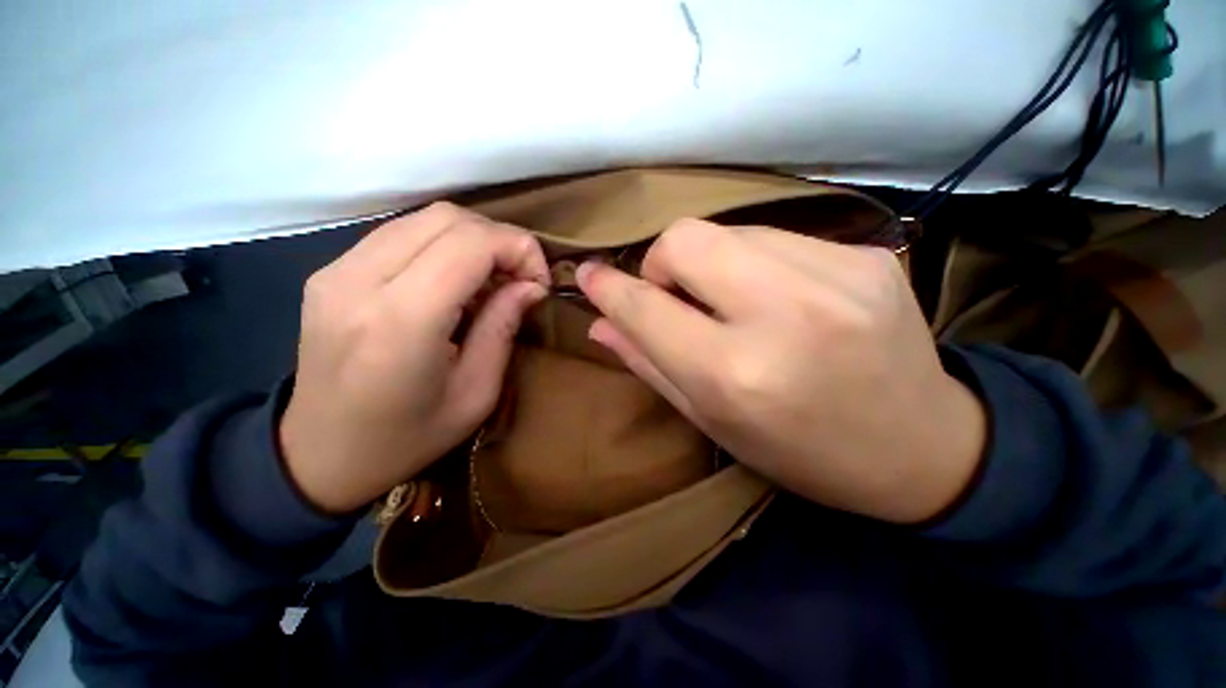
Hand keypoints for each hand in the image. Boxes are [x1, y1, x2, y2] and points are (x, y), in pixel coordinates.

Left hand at [279, 203, 549, 513]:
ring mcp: (336, 271)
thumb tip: (531, 285)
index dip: (519, 248)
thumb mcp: (476, 393)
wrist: (319, 455)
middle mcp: (359, 281)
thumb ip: (503, 327)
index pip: (470, 243)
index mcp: (401, 322)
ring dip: (474, 240)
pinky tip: (456, 281)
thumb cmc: (407, 438)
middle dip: (500, 239)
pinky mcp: (331, 271)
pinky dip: (444, 245)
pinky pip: (402, 234)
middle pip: (447, 218)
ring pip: (425, 218)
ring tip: (492, 279)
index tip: (539, 281)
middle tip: (520, 278)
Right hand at [578, 219, 985, 523]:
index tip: (588, 275)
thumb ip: (649, 364)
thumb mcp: (712, 420)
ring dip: (711, 263)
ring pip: (728, 229)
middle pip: (684, 238)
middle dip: (662, 263)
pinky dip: (756, 261)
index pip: (646, 309)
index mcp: (736, 373)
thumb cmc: (800, 450)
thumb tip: (600, 324)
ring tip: (732, 301)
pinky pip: (776, 235)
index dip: (609, 288)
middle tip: (676, 295)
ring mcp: (836, 275)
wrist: (921, 447)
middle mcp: (783, 315)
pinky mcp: (867, 257)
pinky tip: (778, 296)